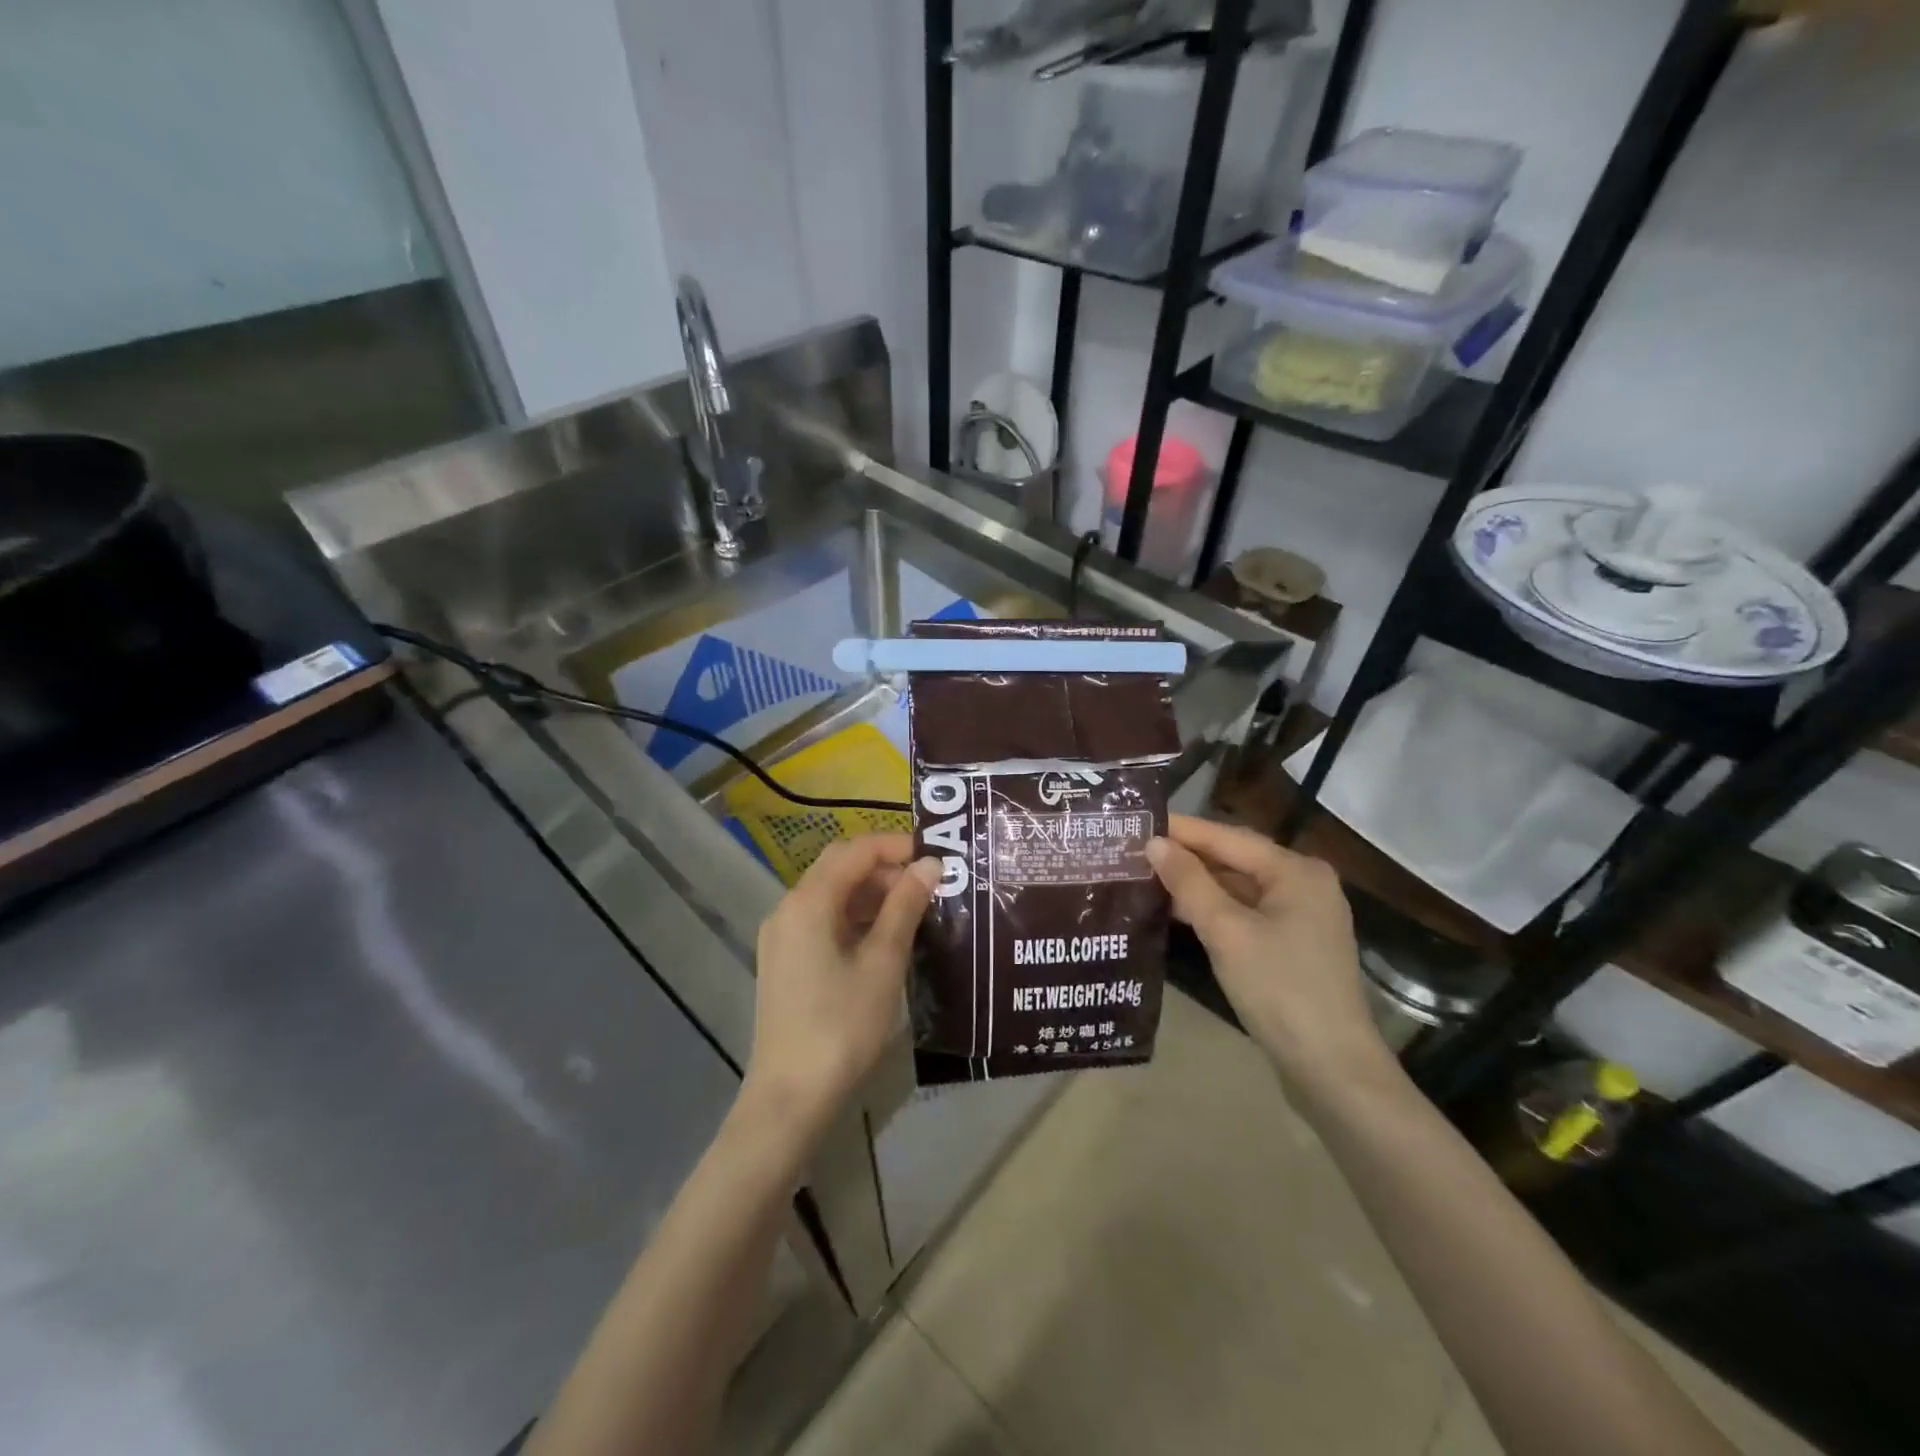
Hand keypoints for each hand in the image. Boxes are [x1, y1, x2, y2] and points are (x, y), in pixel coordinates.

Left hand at [742, 834, 938, 1145]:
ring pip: (832, 894)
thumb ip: (905, 906)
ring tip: (916, 909)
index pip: (855, 850)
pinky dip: (855, 917)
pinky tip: (886, 936)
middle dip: (885, 868)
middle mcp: (788, 908)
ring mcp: (782, 936)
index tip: (936, 856)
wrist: (791, 1096)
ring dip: (872, 893)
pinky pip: (823, 920)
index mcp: (808, 902)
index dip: (896, 846)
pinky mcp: (785, 960)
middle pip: (839, 867)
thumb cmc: (843, 1025)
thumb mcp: (883, 962)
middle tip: (930, 884)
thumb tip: (930, 865)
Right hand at [1146, 814, 1391, 1089]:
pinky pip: (1246, 913)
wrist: (1331, 1069)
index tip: (1138, 821)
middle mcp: (1304, 884)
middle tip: (1134, 849)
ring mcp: (1302, 917)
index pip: (1228, 836)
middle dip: (1186, 856)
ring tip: (1146, 876)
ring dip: (1196, 884)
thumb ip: (1189, 883)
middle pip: (1235, 859)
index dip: (1182, 829)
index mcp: (1296, 871)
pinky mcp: (1293, 946)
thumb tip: (1154, 842)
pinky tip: (1177, 911)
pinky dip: (1213, 909)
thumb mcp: (1227, 931)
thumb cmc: (1279, 988)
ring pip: (1239, 888)